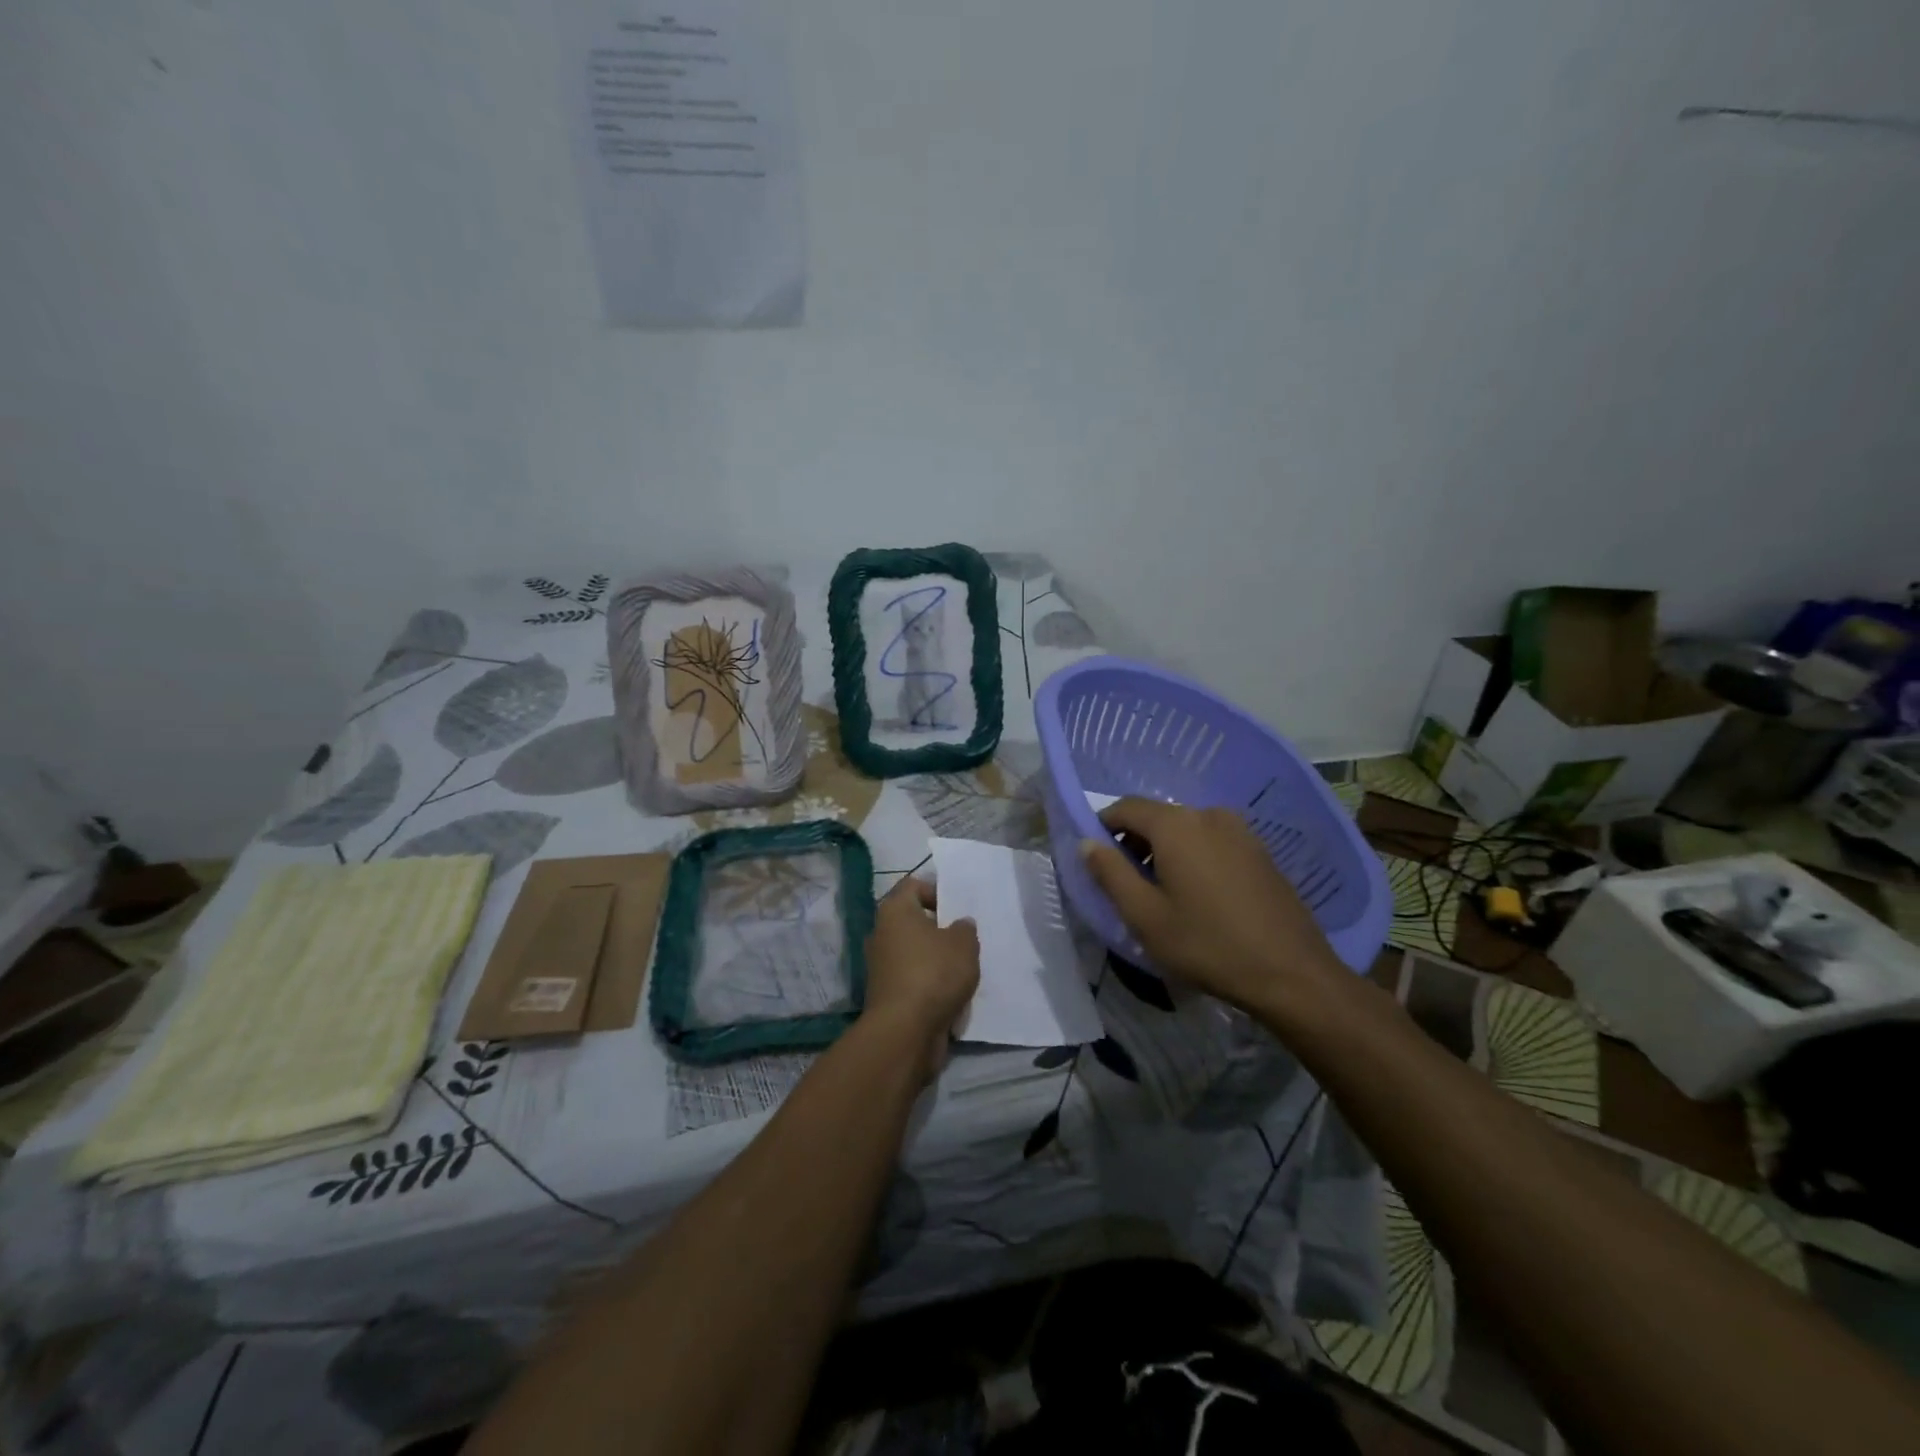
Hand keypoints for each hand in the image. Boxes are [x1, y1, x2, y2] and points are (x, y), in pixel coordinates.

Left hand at [862, 877, 979, 1081]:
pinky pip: (912, 979)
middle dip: (939, 929)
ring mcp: (881, 966)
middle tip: (964, 939)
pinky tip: (952, 993)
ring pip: (914, 952)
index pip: (912, 885)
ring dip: (936, 959)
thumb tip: (959, 925)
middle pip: (913, 920)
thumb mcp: (964, 944)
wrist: (904, 1031)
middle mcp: (881, 933)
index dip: (936, 891)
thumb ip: (965, 929)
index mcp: (895, 911)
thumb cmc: (934, 974)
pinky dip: (929, 984)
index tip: (957, 909)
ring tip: (963, 969)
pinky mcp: (886, 994)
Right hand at [1080, 799, 1343, 1011]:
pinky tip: (1200, 898)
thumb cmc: (1207, 944)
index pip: (1125, 807)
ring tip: (1163, 896)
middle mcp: (1208, 814)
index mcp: (1176, 824)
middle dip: (1135, 843)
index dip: (1103, 828)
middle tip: (1128, 886)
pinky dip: (1194, 858)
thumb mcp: (1144, 915)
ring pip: (1186, 830)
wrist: (1292, 973)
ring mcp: (1240, 831)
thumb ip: (1110, 872)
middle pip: (1157, 817)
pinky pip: (1212, 842)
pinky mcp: (1260, 851)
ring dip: (1165, 852)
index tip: (1097, 862)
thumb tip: (1086, 842)